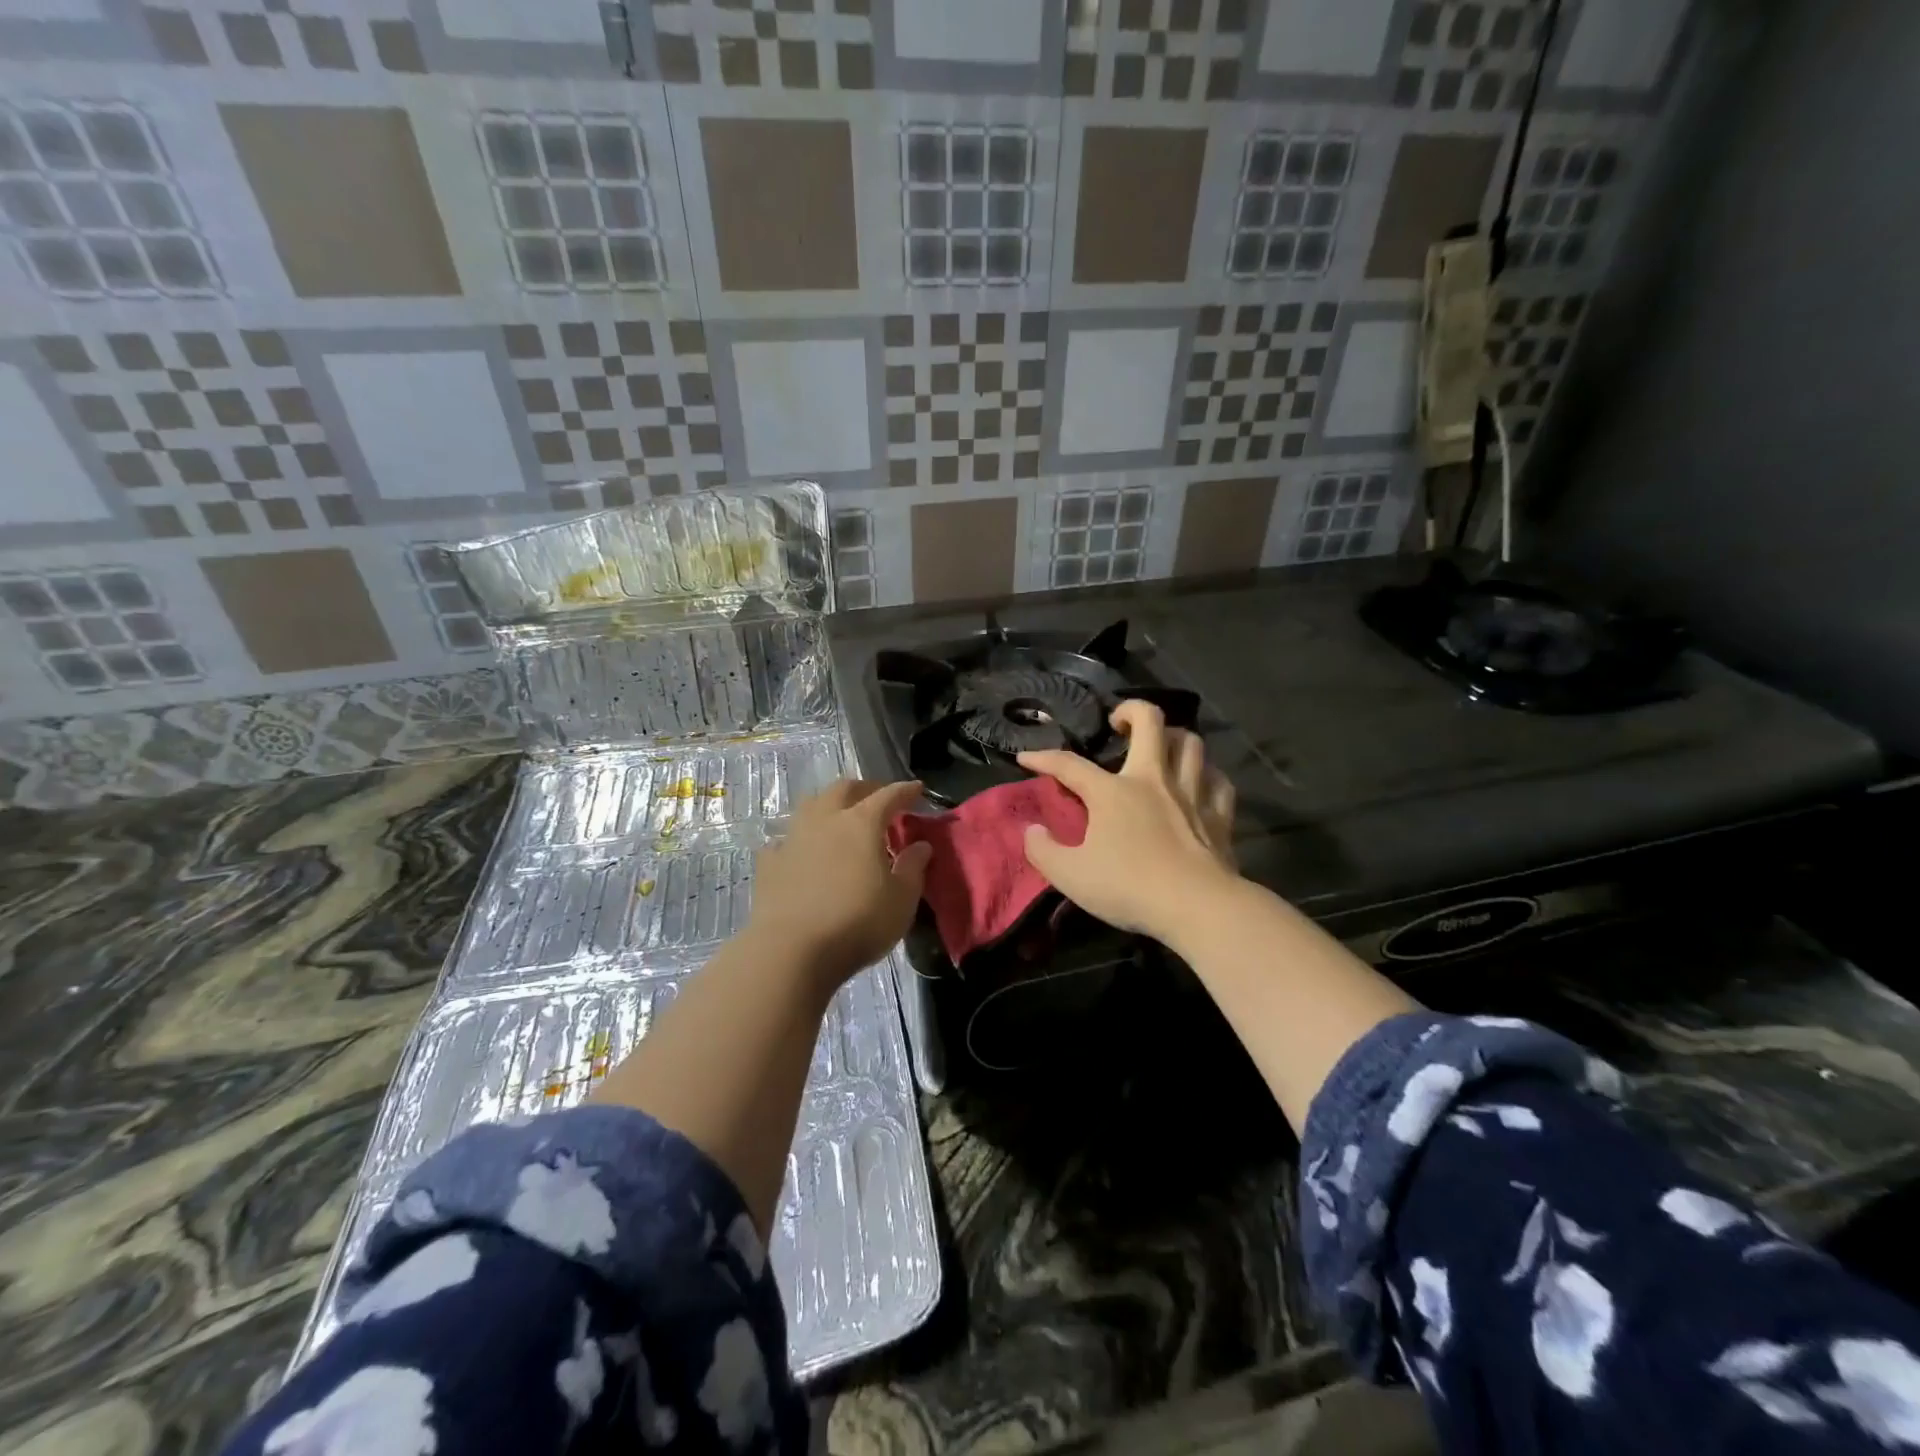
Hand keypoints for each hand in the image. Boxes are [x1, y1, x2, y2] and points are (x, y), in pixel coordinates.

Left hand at [747, 779, 932, 987]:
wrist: (791, 951)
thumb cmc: (857, 923)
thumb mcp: (901, 900)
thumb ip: (913, 868)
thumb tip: (920, 846)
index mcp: (861, 823)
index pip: (888, 796)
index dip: (905, 791)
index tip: (917, 789)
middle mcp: (825, 820)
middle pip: (844, 789)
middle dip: (864, 789)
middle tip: (878, 799)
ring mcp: (792, 838)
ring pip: (811, 805)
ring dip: (829, 805)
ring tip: (839, 818)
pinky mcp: (769, 863)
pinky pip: (785, 839)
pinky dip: (799, 839)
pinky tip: (802, 851)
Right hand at [1018, 701, 1237, 944]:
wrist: (1197, 907)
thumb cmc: (1129, 887)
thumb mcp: (1070, 876)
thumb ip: (1043, 850)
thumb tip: (1031, 830)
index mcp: (1112, 792)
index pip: (1069, 764)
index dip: (1043, 758)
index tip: (1025, 758)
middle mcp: (1153, 779)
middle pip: (1150, 721)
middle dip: (1131, 711)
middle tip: (1118, 723)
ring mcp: (1191, 794)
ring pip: (1191, 743)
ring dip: (1174, 737)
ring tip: (1161, 747)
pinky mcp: (1219, 815)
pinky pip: (1218, 781)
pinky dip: (1207, 775)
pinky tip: (1200, 782)